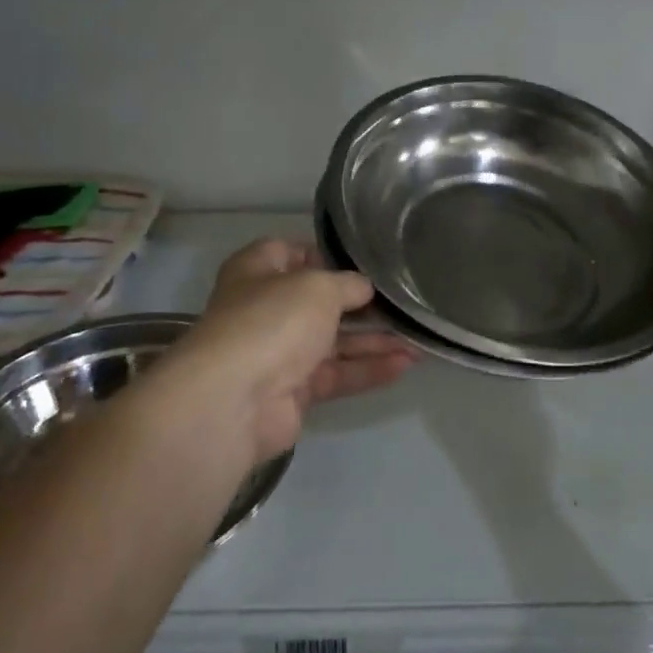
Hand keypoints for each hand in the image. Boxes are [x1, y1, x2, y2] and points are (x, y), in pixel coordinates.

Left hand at [157, 239, 415, 462]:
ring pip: (334, 342)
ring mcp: (279, 352)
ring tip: (417, 338)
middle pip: (319, 302)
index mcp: (257, 271)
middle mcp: (266, 309)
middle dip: (360, 304)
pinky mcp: (293, 392)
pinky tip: (404, 364)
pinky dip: (368, 369)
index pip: (290, 252)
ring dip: (374, 340)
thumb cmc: (273, 320)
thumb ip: (347, 285)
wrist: (235, 400)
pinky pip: (337, 374)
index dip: (324, 255)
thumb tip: (364, 289)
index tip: (362, 261)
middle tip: (402, 302)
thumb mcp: (318, 287)